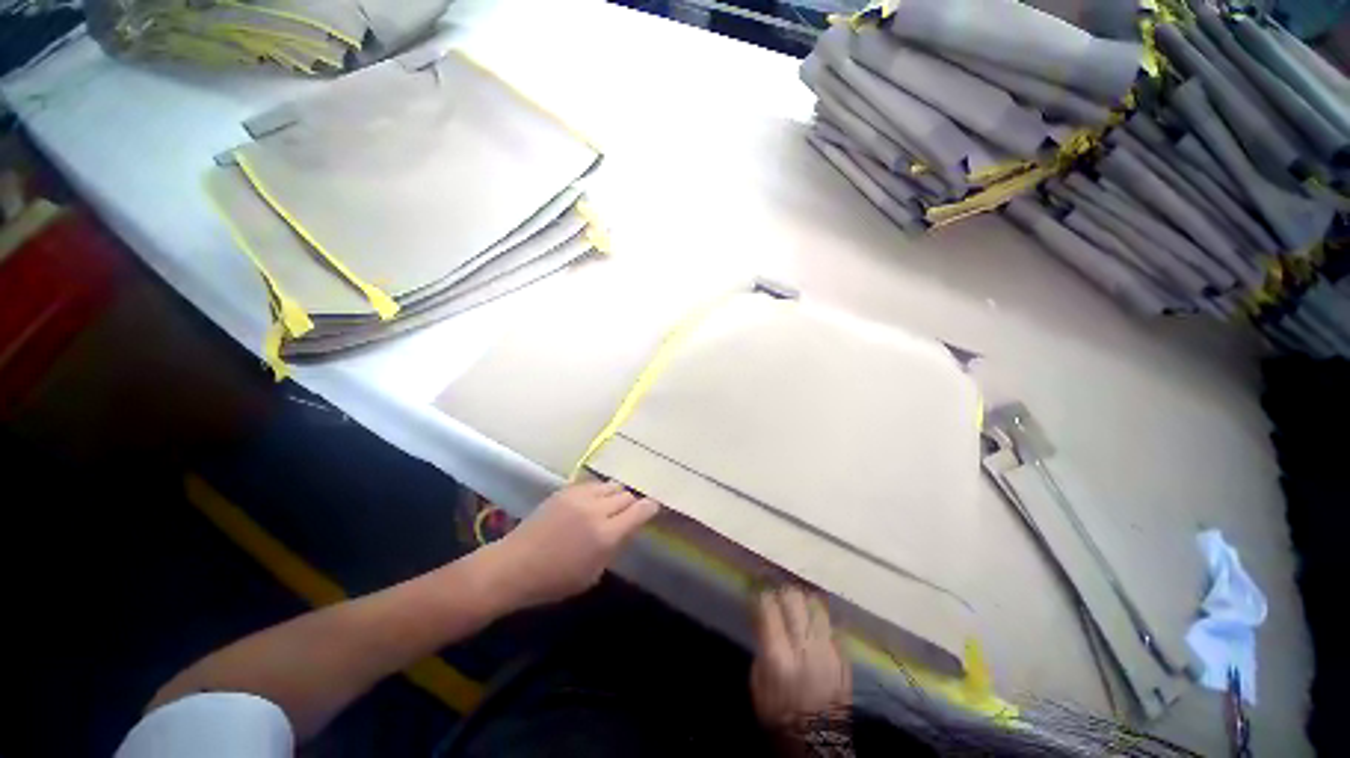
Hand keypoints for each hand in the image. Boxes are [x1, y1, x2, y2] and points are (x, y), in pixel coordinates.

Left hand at [486, 481, 660, 609]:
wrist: (514, 565)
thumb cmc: (554, 580)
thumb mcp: (592, 574)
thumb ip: (614, 547)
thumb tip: (628, 528)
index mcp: (606, 535)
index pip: (640, 511)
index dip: (650, 507)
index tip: (653, 508)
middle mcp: (596, 510)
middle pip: (627, 495)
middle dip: (632, 504)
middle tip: (628, 514)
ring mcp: (580, 497)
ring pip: (611, 486)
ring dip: (615, 495)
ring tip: (610, 506)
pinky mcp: (565, 490)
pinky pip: (592, 484)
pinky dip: (599, 491)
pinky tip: (592, 502)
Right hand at [751, 587, 851, 731]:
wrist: (817, 743)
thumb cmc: (779, 714)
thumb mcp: (758, 683)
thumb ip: (762, 645)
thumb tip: (764, 618)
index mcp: (778, 655)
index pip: (769, 605)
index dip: (762, 595)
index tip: (759, 594)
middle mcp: (805, 647)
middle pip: (794, 598)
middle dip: (783, 592)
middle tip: (778, 596)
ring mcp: (828, 650)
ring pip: (816, 604)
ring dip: (804, 601)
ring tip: (798, 606)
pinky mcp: (844, 656)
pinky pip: (832, 623)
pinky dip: (821, 619)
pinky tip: (814, 623)